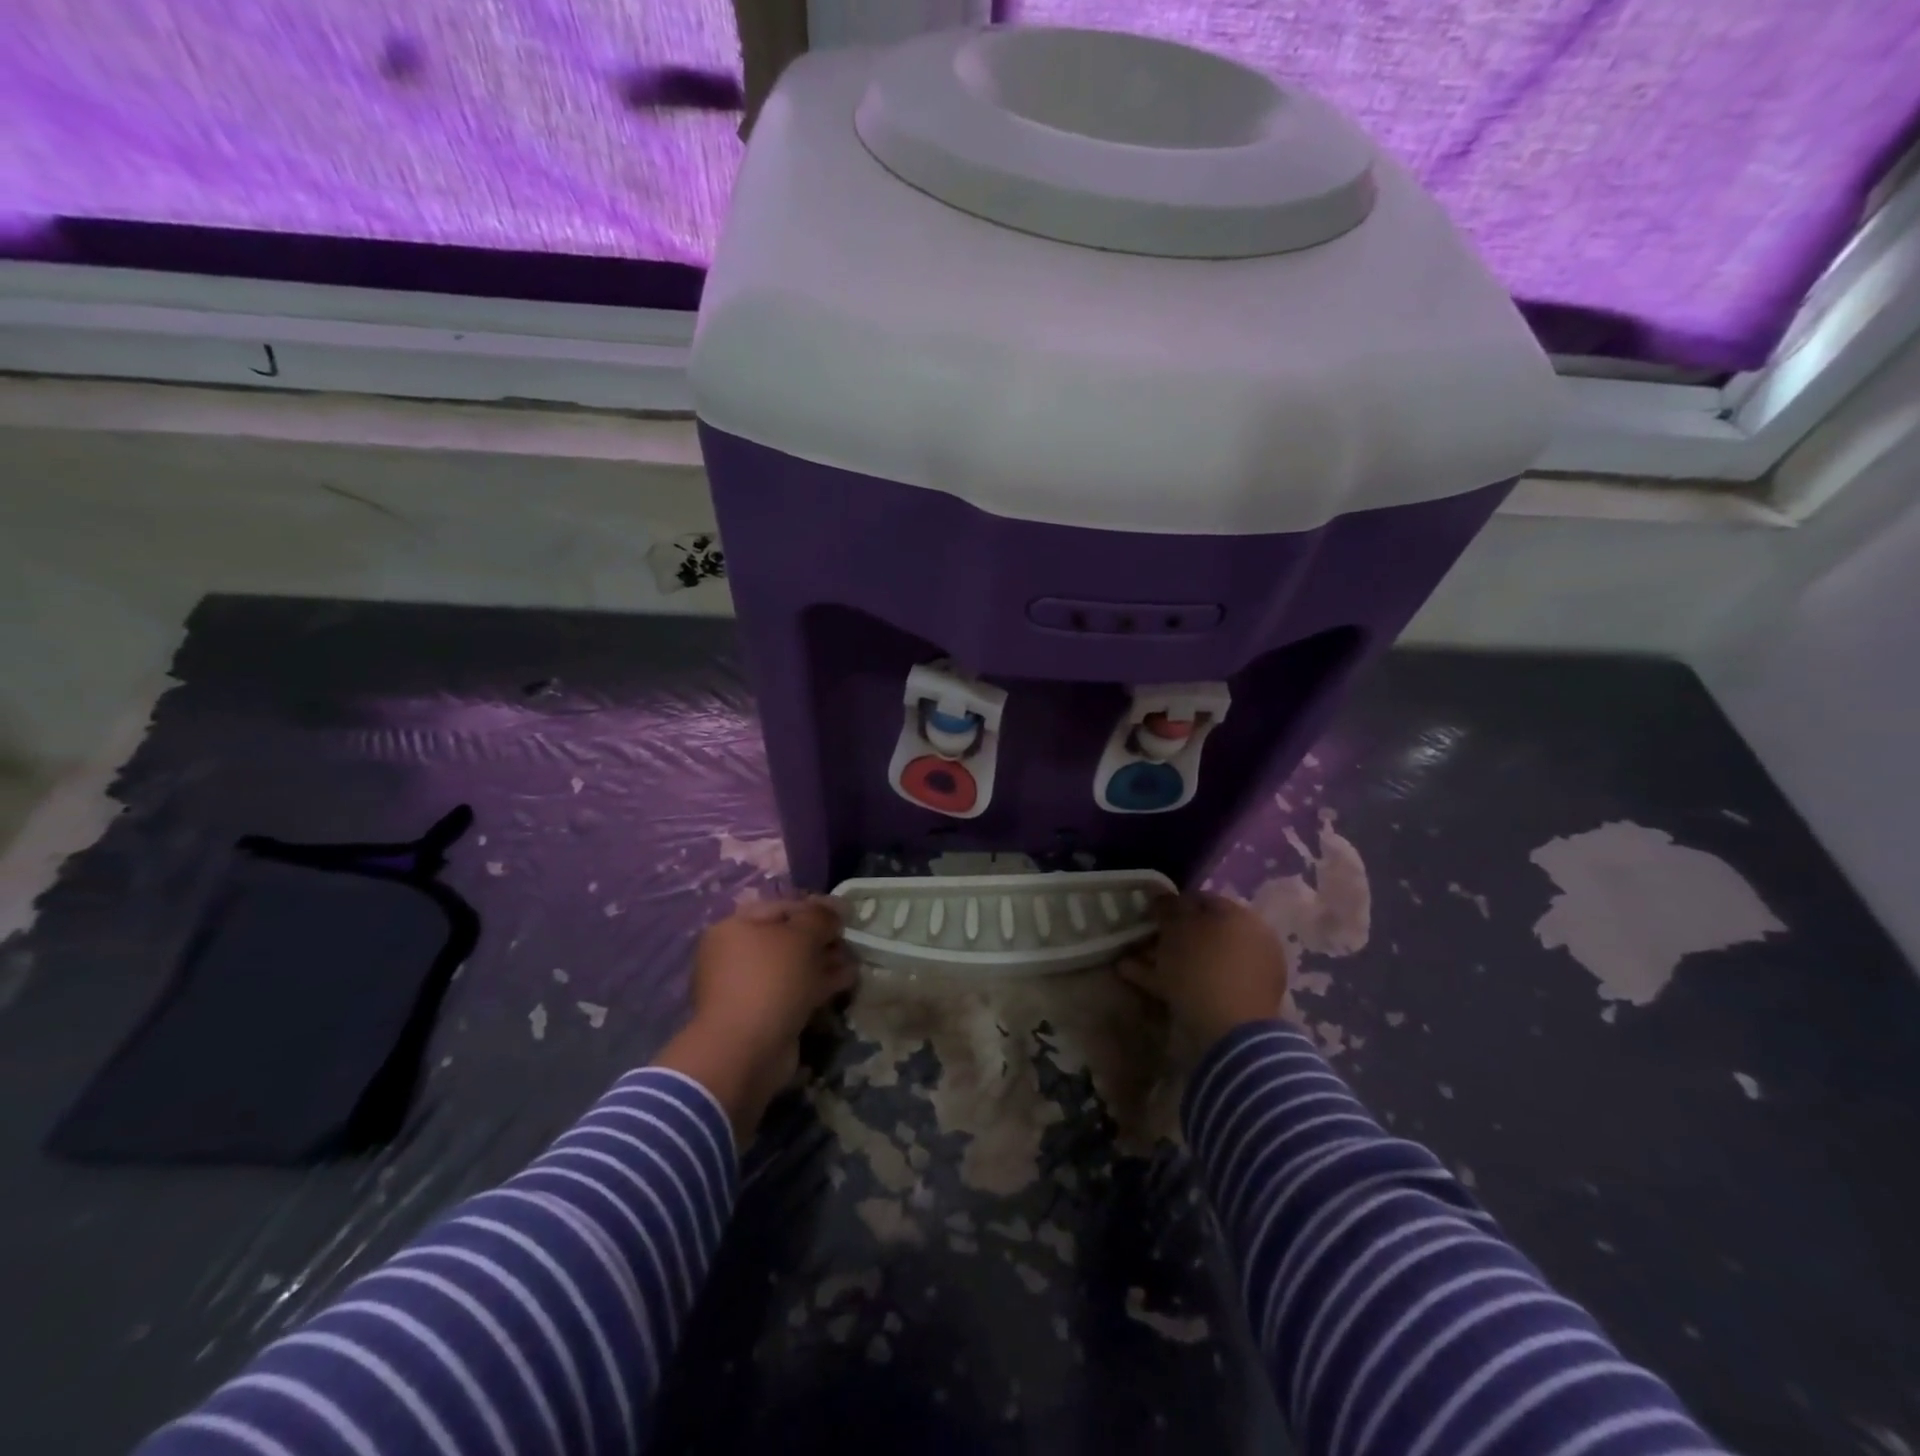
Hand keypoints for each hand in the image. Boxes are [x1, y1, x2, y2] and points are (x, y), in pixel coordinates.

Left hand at [655, 897, 853, 1145]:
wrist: (746, 1051)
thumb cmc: (770, 980)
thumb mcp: (801, 937)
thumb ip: (821, 917)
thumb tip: (837, 908)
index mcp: (736, 927)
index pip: (782, 907)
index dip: (816, 908)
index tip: (846, 915)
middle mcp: (738, 954)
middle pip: (788, 938)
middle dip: (823, 938)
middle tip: (851, 940)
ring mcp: (750, 987)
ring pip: (795, 966)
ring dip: (825, 962)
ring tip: (855, 961)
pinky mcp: (764, 1014)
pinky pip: (796, 991)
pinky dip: (819, 985)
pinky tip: (847, 981)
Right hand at [1118, 892, 1288, 1050]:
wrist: (1230, 1033)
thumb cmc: (1203, 966)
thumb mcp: (1177, 928)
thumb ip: (1168, 907)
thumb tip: (1162, 896)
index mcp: (1242, 918)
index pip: (1202, 900)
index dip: (1171, 903)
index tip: (1147, 912)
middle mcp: (1248, 943)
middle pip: (1199, 932)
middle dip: (1166, 935)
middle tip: (1139, 939)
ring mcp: (1242, 976)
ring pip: (1195, 960)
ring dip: (1161, 958)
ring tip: (1128, 961)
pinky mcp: (1231, 1004)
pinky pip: (1196, 983)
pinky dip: (1168, 980)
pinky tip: (1136, 978)